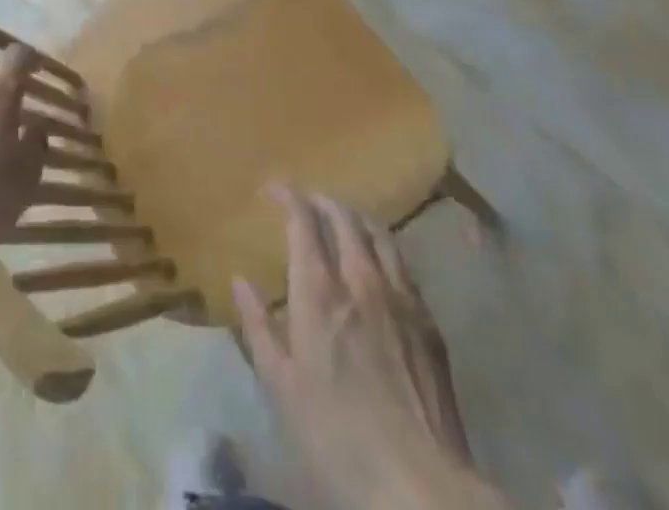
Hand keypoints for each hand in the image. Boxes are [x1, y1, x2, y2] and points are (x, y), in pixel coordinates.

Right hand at [234, 186, 510, 509]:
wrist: (420, 487)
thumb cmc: (337, 438)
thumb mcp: (282, 387)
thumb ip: (259, 327)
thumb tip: (239, 279)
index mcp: (320, 292)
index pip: (304, 221)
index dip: (289, 196)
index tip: (274, 187)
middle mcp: (361, 280)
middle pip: (345, 219)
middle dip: (323, 202)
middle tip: (307, 201)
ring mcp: (401, 299)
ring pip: (380, 235)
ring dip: (357, 219)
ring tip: (344, 221)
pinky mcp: (429, 324)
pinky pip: (404, 267)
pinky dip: (384, 250)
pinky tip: (380, 266)